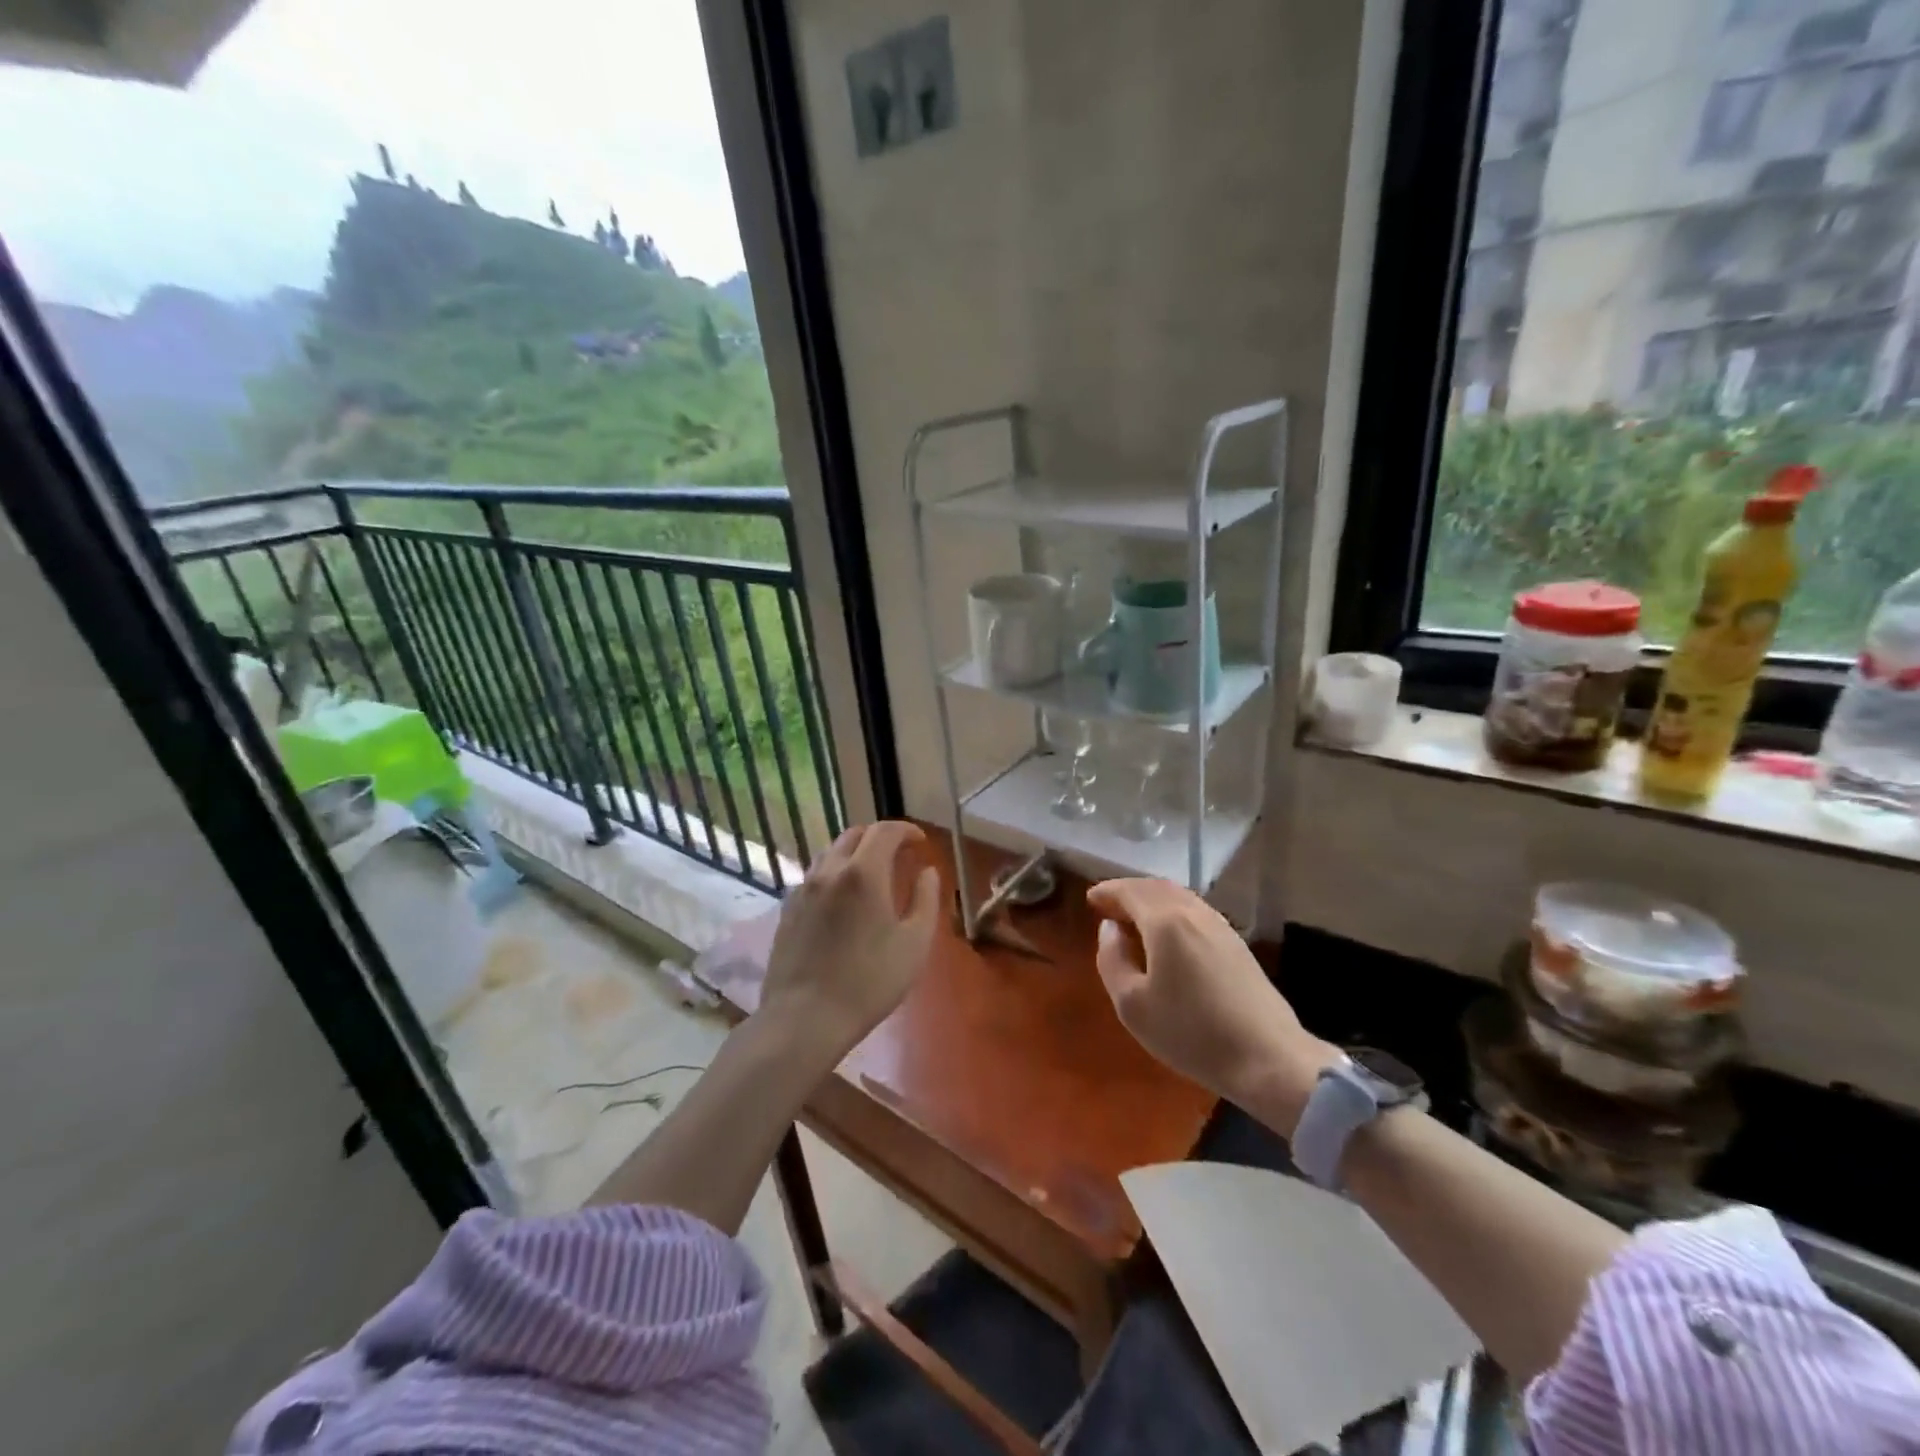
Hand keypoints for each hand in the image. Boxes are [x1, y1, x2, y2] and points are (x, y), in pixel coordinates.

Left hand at [758, 822, 940, 1060]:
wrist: (804, 1018)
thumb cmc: (869, 982)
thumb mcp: (914, 944)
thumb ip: (926, 900)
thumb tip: (927, 872)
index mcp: (863, 873)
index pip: (885, 831)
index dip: (906, 830)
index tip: (920, 842)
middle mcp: (830, 870)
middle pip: (855, 835)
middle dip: (880, 837)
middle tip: (899, 855)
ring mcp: (804, 888)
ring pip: (831, 852)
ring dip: (855, 853)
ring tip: (871, 875)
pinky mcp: (788, 908)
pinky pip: (815, 875)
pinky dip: (835, 873)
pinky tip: (844, 900)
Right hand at [1087, 878, 1336, 1133]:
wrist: (1267, 1058)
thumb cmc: (1191, 1033)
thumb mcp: (1132, 1005)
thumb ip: (1112, 959)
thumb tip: (1110, 929)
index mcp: (1165, 921)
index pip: (1130, 891)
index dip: (1108, 892)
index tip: (1090, 900)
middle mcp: (1193, 912)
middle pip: (1156, 887)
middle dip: (1129, 892)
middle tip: (1108, 906)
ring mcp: (1219, 925)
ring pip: (1178, 897)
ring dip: (1152, 900)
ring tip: (1134, 919)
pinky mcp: (1236, 943)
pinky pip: (1194, 911)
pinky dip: (1172, 911)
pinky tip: (1167, 935)